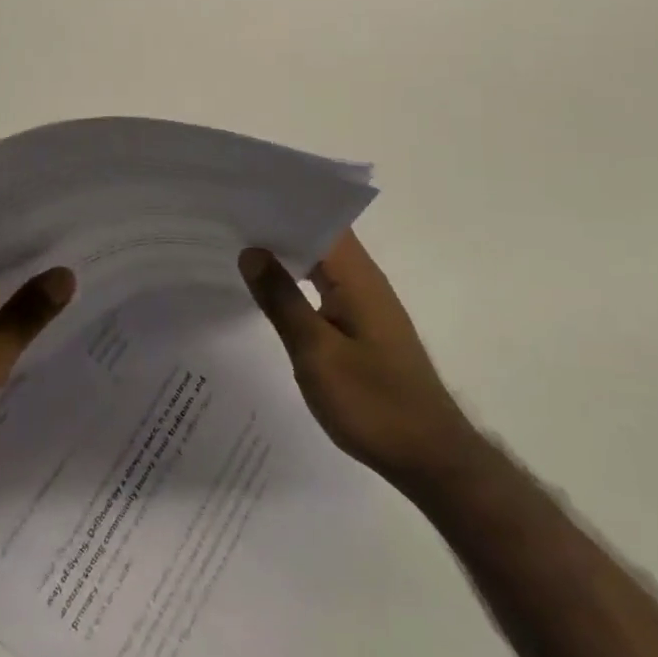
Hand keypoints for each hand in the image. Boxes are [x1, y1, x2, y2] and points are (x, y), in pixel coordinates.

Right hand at [240, 232, 477, 495]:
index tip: (242, 199)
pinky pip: (326, 288)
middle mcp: (365, 279)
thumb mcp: (316, 352)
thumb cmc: (372, 402)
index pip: (319, 220)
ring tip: (240, 250)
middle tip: (229, 223)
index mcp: (357, 276)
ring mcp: (367, 304)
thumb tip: (252, 251)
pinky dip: (299, 283)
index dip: (282, 207)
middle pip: (319, 238)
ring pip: (322, 264)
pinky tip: (272, 294)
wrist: (428, 457)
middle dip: (278, 229)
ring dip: (288, 256)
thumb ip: (282, 300)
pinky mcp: (365, 327)